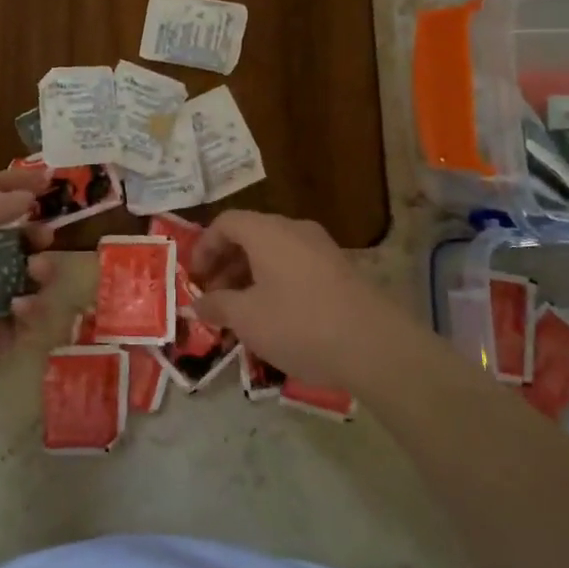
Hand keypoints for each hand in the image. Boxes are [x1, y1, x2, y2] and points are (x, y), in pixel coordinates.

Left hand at [0, 167, 55, 424]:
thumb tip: (25, 197)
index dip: (12, 185)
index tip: (48, 179)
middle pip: (10, 237)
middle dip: (32, 232)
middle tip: (46, 235)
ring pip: (25, 274)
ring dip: (39, 268)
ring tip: (38, 272)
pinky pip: (27, 312)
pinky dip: (31, 306)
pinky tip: (20, 309)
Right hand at [191, 210, 420, 396]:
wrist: (374, 345)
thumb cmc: (299, 324)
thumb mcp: (247, 318)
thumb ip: (217, 305)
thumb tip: (197, 303)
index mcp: (268, 232)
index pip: (226, 222)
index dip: (204, 247)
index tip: (194, 277)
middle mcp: (295, 230)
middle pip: (250, 235)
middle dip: (226, 264)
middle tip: (213, 296)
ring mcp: (322, 248)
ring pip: (275, 252)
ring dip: (250, 275)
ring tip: (240, 311)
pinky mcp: (341, 270)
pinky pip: (296, 266)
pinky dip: (276, 282)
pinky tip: (274, 317)